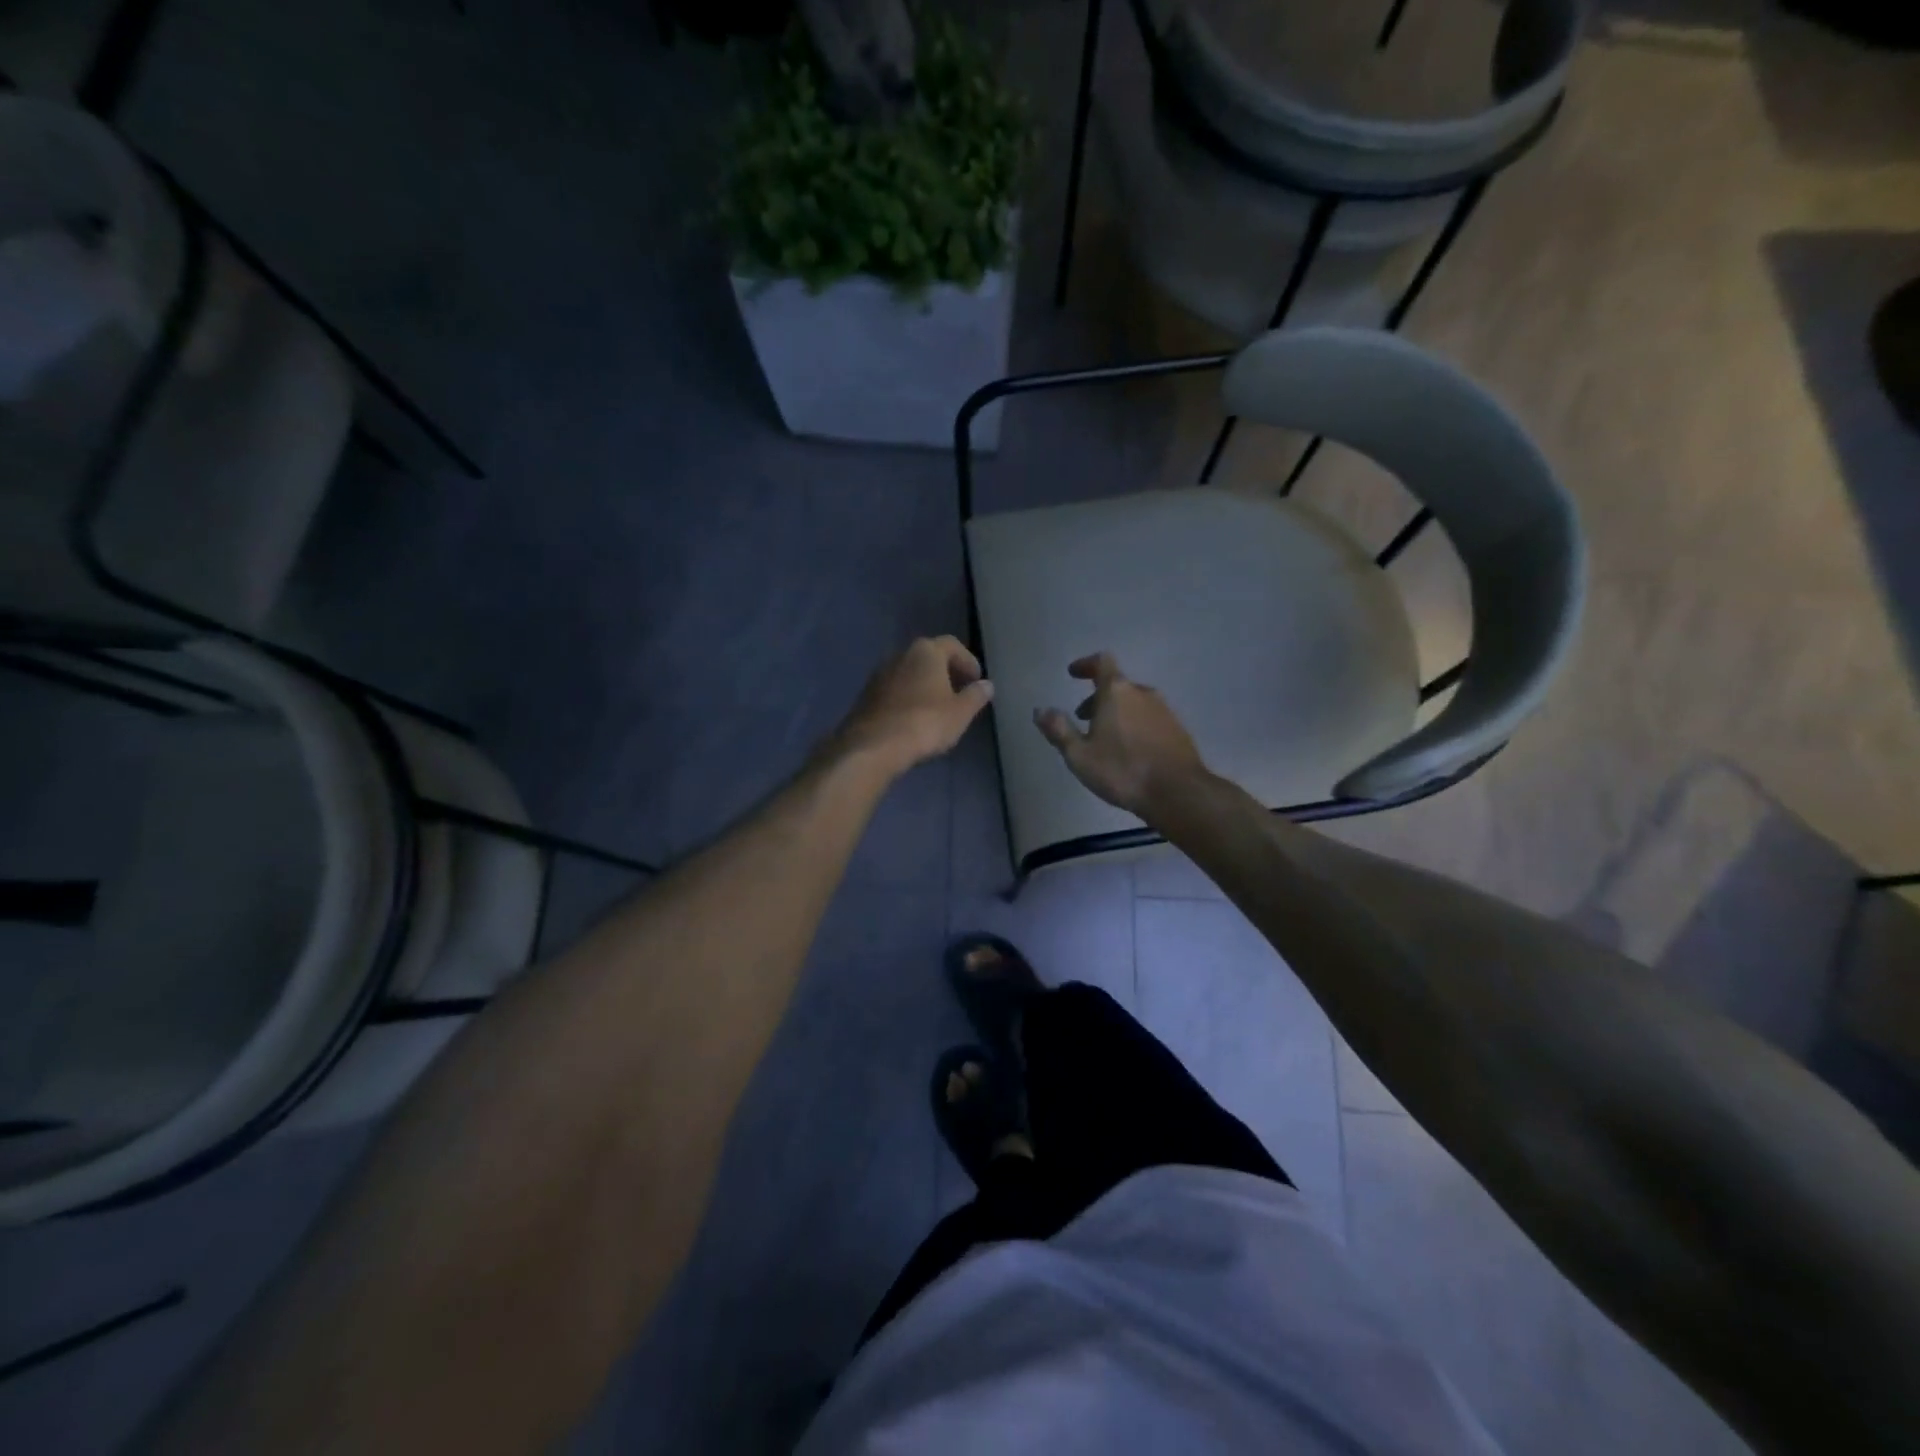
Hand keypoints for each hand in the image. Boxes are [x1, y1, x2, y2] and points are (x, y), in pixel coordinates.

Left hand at [831, 636, 994, 774]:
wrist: (873, 745)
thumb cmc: (925, 723)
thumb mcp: (960, 712)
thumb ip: (975, 696)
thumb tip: (987, 685)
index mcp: (926, 651)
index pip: (952, 645)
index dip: (967, 660)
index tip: (976, 680)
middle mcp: (900, 654)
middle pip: (928, 656)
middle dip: (945, 671)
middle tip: (959, 691)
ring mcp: (879, 674)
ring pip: (909, 673)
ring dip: (924, 684)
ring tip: (937, 707)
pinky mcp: (866, 695)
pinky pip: (894, 689)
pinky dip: (907, 697)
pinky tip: (914, 717)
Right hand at [1034, 653, 1206, 819]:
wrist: (1178, 792)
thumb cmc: (1122, 771)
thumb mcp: (1080, 755)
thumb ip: (1059, 730)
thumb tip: (1040, 710)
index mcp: (1117, 692)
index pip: (1101, 662)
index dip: (1086, 664)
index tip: (1074, 673)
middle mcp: (1142, 693)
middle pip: (1117, 685)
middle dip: (1097, 697)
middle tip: (1082, 718)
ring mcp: (1164, 710)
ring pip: (1134, 702)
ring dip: (1116, 712)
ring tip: (1104, 738)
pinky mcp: (1178, 729)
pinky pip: (1149, 717)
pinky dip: (1134, 724)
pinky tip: (1130, 750)